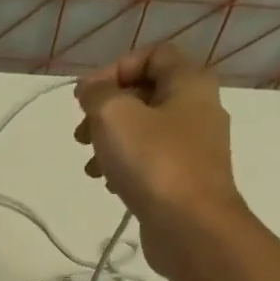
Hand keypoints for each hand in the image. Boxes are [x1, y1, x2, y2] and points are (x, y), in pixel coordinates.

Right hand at [73, 43, 248, 276]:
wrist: (190, 225)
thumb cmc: (153, 163)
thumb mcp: (114, 116)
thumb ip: (98, 94)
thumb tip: (92, 90)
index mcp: (189, 83)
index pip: (153, 55)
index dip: (115, 69)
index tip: (86, 97)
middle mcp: (198, 108)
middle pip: (146, 94)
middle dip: (107, 110)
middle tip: (81, 134)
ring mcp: (194, 146)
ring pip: (144, 130)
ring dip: (111, 142)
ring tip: (90, 166)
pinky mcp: (185, 178)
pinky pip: (150, 160)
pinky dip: (125, 166)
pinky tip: (109, 184)